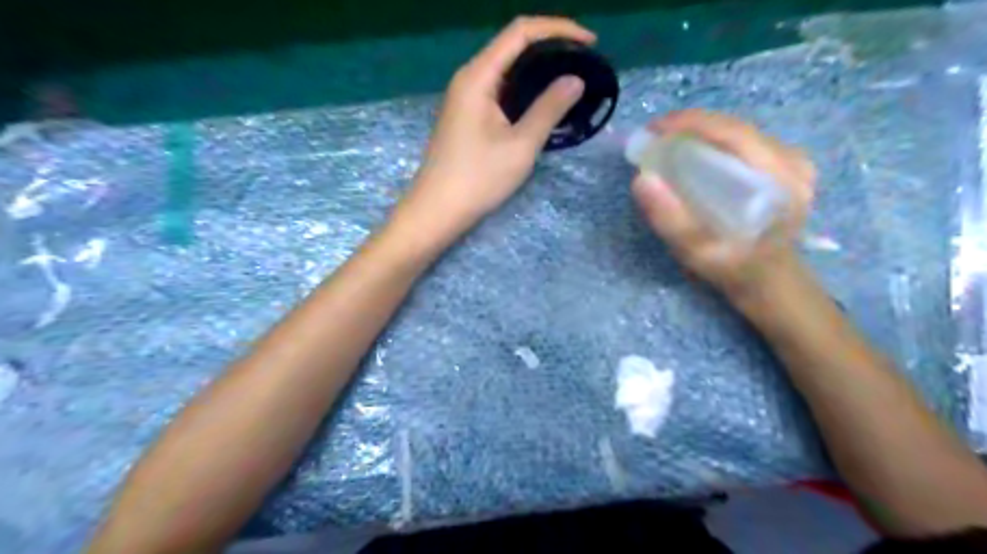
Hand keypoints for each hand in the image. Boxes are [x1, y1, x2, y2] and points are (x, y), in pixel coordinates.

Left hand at [396, 16, 588, 237]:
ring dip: (538, 70)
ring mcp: (465, 97)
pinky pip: (499, 90)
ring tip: (569, 81)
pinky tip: (542, 103)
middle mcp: (469, 78)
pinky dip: (524, 90)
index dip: (559, 29)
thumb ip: (549, 108)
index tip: (590, 43)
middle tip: (583, 63)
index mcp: (478, 76)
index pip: (520, 32)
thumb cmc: (478, 178)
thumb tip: (575, 80)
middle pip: (512, 46)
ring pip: (506, 70)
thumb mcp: (521, 145)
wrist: (437, 210)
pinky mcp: (467, 115)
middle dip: (550, 47)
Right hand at [632, 108, 818, 297]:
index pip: (732, 133)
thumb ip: (670, 219)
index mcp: (781, 179)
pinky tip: (692, 154)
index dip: (689, 123)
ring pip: (737, 133)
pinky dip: (712, 143)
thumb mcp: (698, 251)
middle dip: (690, 128)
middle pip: (734, 128)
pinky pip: (742, 143)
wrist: (768, 280)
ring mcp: (792, 161)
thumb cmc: (734, 268)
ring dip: (700, 133)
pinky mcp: (784, 165)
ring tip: (667, 144)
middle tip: (654, 139)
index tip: (652, 130)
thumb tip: (642, 179)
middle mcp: (792, 161)